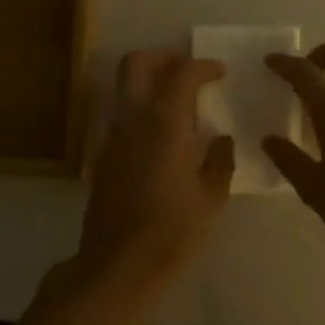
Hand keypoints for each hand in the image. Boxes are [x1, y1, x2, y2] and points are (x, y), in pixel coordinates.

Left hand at [76, 51, 235, 285]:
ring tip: (180, 104)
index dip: (202, 66)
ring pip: (124, 89)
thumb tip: (221, 140)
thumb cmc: (172, 232)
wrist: (118, 265)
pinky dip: (142, 110)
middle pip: (136, 64)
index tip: (220, 72)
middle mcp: (132, 120)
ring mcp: (112, 138)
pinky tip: (164, 137)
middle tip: (189, 71)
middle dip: (163, 58)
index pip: (181, 74)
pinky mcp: (103, 157)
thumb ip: (219, 161)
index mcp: (163, 124)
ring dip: (150, 83)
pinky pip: (122, 117)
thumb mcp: (211, 198)